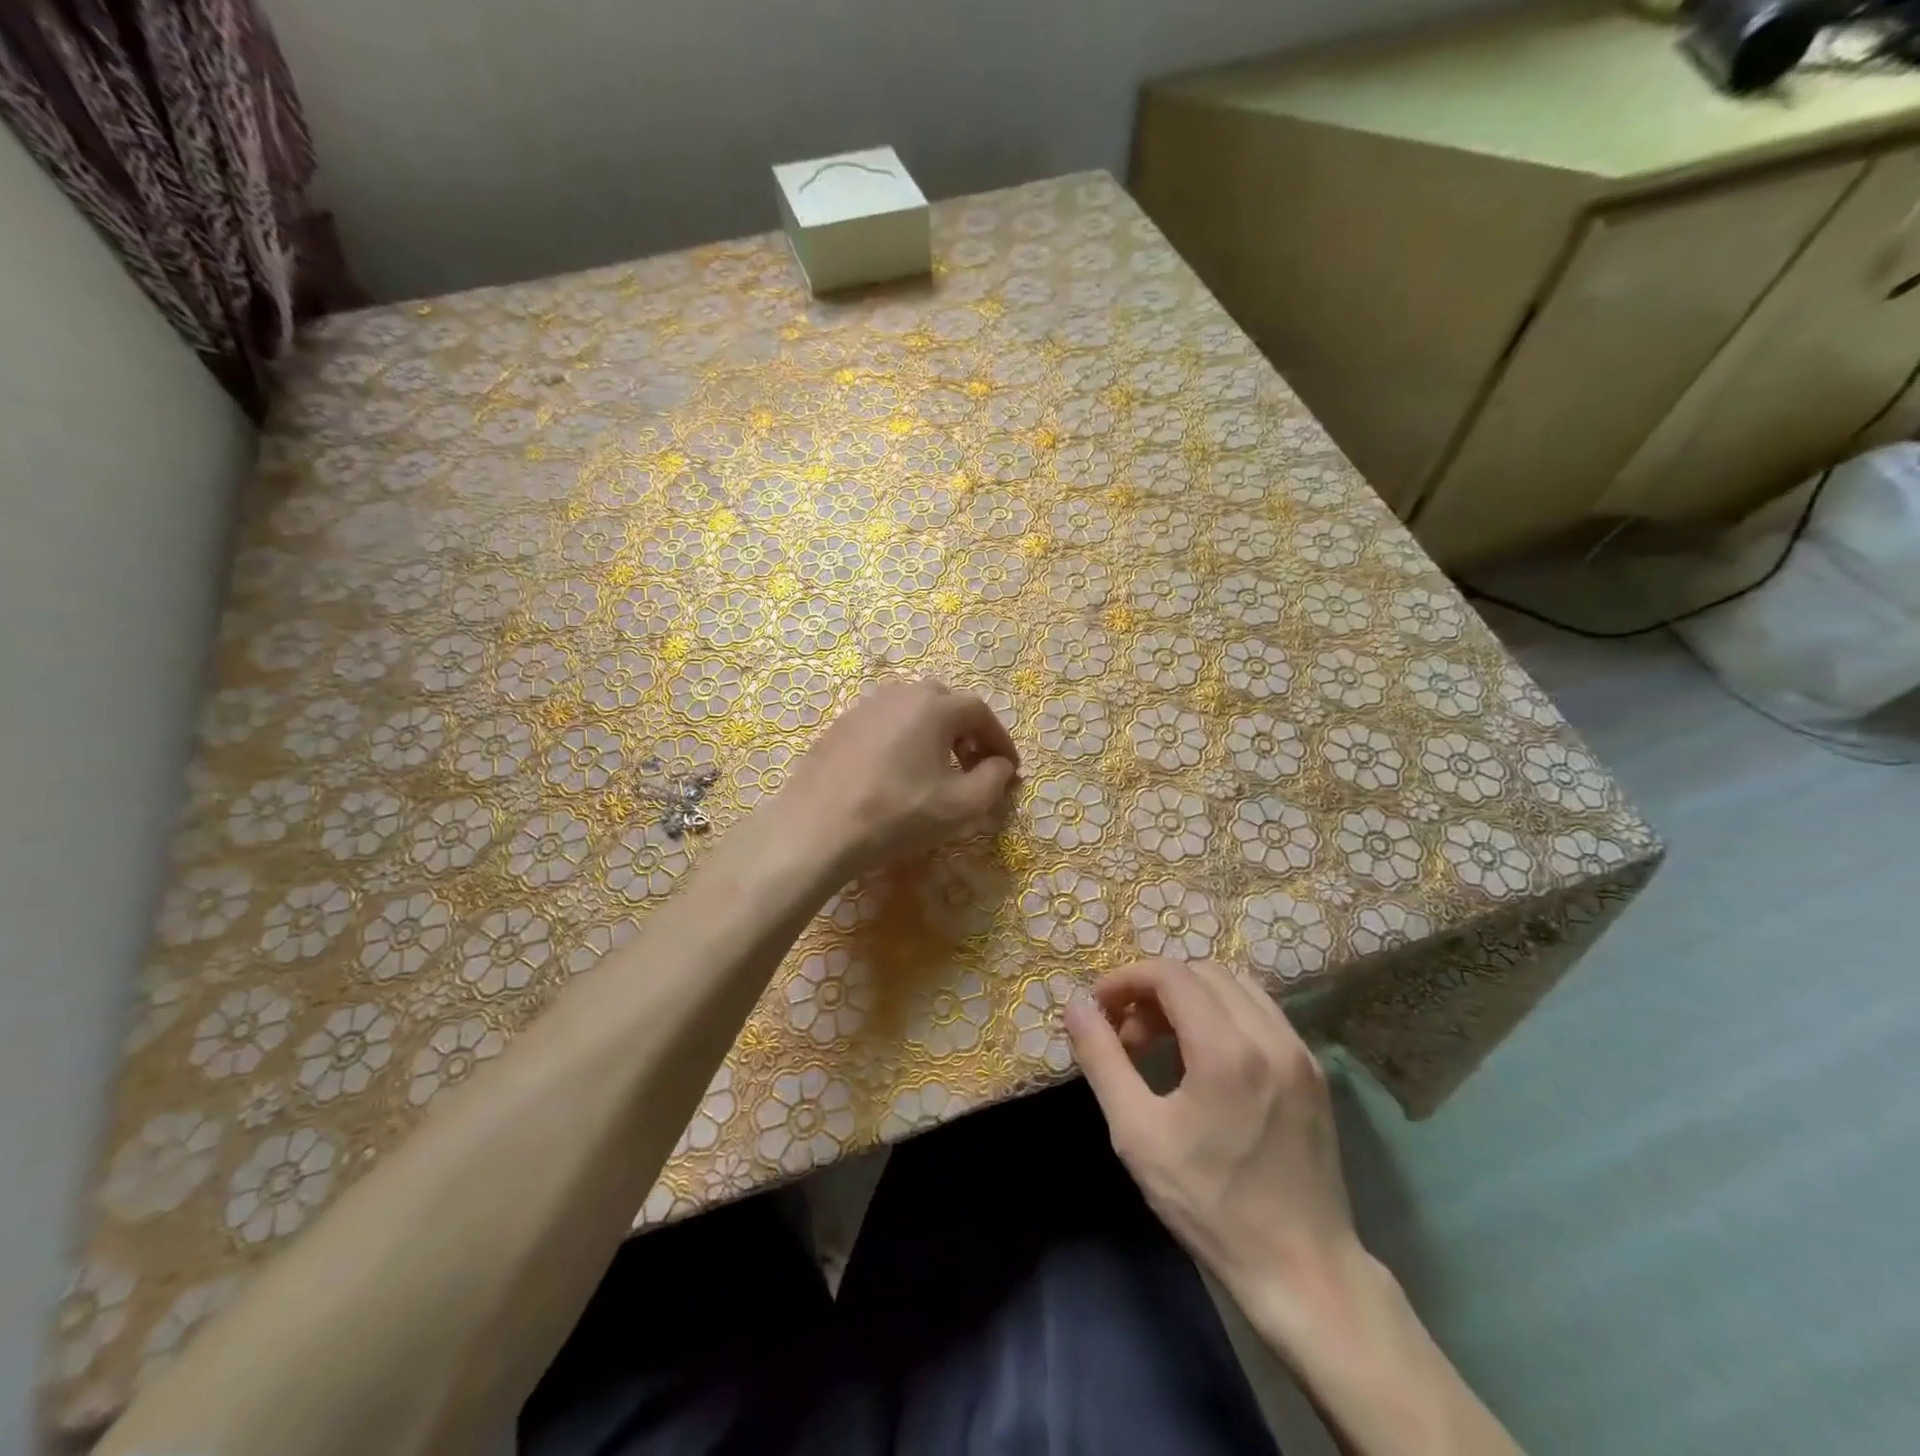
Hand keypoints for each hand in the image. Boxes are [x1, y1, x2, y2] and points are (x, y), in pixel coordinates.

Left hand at [772, 678, 1019, 880]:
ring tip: (936, 770)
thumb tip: (1001, 765)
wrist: (819, 828)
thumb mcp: (961, 805)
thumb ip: (994, 780)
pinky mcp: (840, 726)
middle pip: (945, 703)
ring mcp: (865, 707)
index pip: (980, 712)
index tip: (1009, 769)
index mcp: (933, 705)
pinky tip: (897, 773)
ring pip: (912, 711)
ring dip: (934, 734)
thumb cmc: (898, 813)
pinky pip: (885, 724)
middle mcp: (900, 693)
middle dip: (967, 732)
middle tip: (974, 766)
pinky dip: (903, 740)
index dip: (1000, 740)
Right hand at [1065, 959, 1365, 1338]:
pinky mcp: (1313, 1070)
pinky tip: (1205, 1058)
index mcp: (1226, 1050)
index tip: (1100, 1009)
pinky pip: (1262, 1012)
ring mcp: (1299, 1051)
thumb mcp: (1138, 1135)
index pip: (1170, 975)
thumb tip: (1075, 1007)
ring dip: (1191, 997)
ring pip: (1236, 985)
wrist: (1303, 1271)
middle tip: (1129, 1033)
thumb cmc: (1210, 1205)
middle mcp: (1269, 1036)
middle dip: (1156, 989)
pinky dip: (1224, 1013)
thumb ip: (1102, 1060)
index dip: (1126, 980)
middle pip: (1202, 971)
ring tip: (1164, 1042)